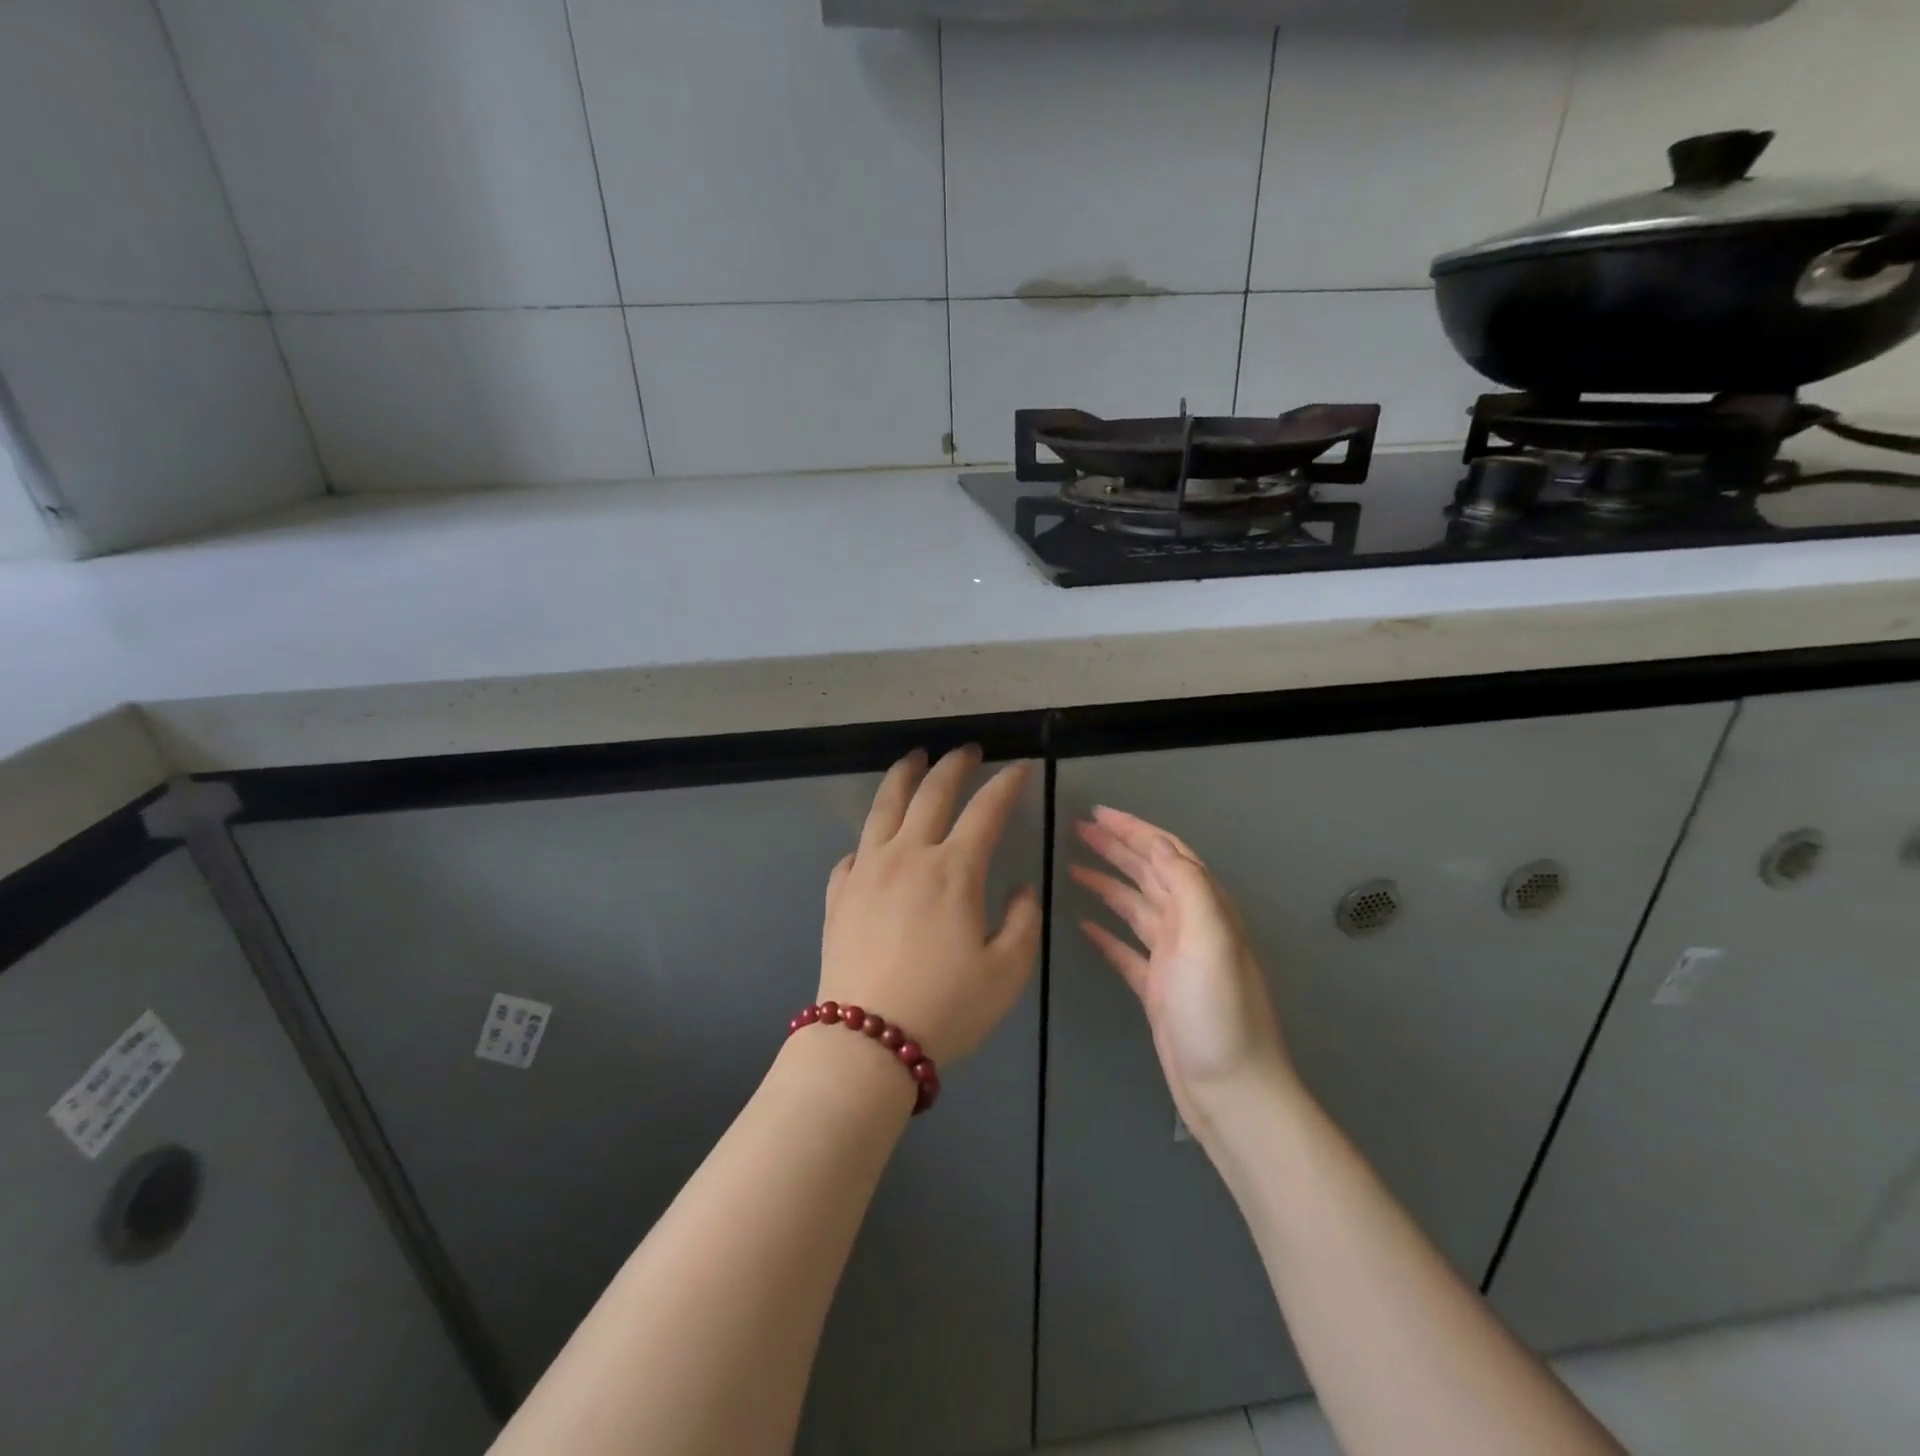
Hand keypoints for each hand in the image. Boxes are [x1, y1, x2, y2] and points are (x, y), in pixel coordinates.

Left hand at [818, 747, 1041, 1065]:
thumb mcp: (1008, 971)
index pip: (986, 810)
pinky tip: (874, 841)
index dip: (1006, 784)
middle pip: (931, 793)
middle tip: (968, 750)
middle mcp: (908, 856)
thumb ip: (1023, 921)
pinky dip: (869, 838)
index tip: (1020, 768)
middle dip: (954, 764)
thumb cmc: (947, 1007)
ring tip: (913, 758)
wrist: (867, 1041)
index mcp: (953, 870)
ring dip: (903, 776)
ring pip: (884, 807)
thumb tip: (1021, 888)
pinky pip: (853, 853)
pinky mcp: (839, 894)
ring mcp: (867, 871)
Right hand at [1072, 806, 1294, 1126]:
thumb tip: (1160, 845)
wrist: (1230, 1091)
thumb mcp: (1211, 940)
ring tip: (1073, 867)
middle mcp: (1189, 926)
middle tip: (1078, 829)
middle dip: (1116, 847)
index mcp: (1204, 909)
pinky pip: (1125, 949)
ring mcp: (1172, 958)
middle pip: (1148, 873)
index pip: (1167, 854)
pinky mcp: (1156, 988)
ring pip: (1134, 906)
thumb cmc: (1219, 1013)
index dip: (1134, 830)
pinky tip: (1083, 924)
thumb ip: (1189, 887)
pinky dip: (1105, 932)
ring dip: (1106, 883)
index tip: (1098, 813)